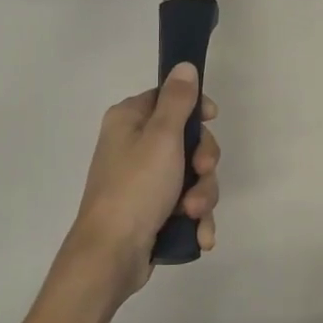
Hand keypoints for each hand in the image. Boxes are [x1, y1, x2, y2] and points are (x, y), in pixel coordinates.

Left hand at [60, 63, 219, 303]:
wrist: (111, 256)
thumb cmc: (136, 188)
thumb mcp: (162, 137)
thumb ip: (178, 99)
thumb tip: (184, 65)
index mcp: (129, 120)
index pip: (169, 98)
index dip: (195, 109)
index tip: (211, 119)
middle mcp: (134, 146)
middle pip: (187, 139)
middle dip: (203, 162)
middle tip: (200, 173)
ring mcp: (143, 181)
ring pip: (192, 175)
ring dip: (202, 194)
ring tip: (193, 213)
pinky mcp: (152, 211)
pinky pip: (185, 204)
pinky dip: (195, 218)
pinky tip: (200, 234)